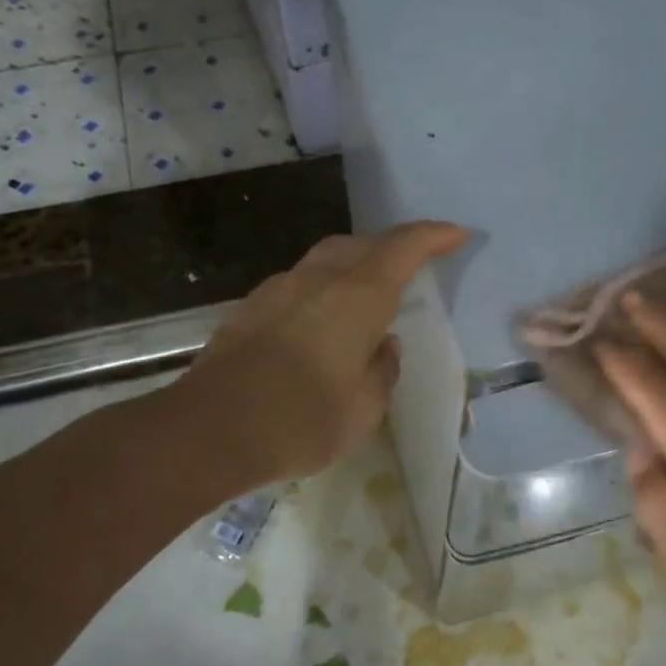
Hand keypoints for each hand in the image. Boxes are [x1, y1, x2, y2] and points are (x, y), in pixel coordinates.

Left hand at [173, 222, 469, 493]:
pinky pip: (298, 283)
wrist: (209, 430)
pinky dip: (321, 290)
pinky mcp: (250, 308)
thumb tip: (381, 345)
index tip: (457, 234)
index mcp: (358, 296)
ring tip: (366, 296)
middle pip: (361, 244)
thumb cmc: (302, 420)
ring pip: (324, 260)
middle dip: (391, 247)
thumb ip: (383, 369)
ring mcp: (278, 289)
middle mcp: (318, 279)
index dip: (433, 236)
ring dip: (353, 266)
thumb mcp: (365, 408)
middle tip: (411, 266)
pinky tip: (320, 324)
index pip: (404, 247)